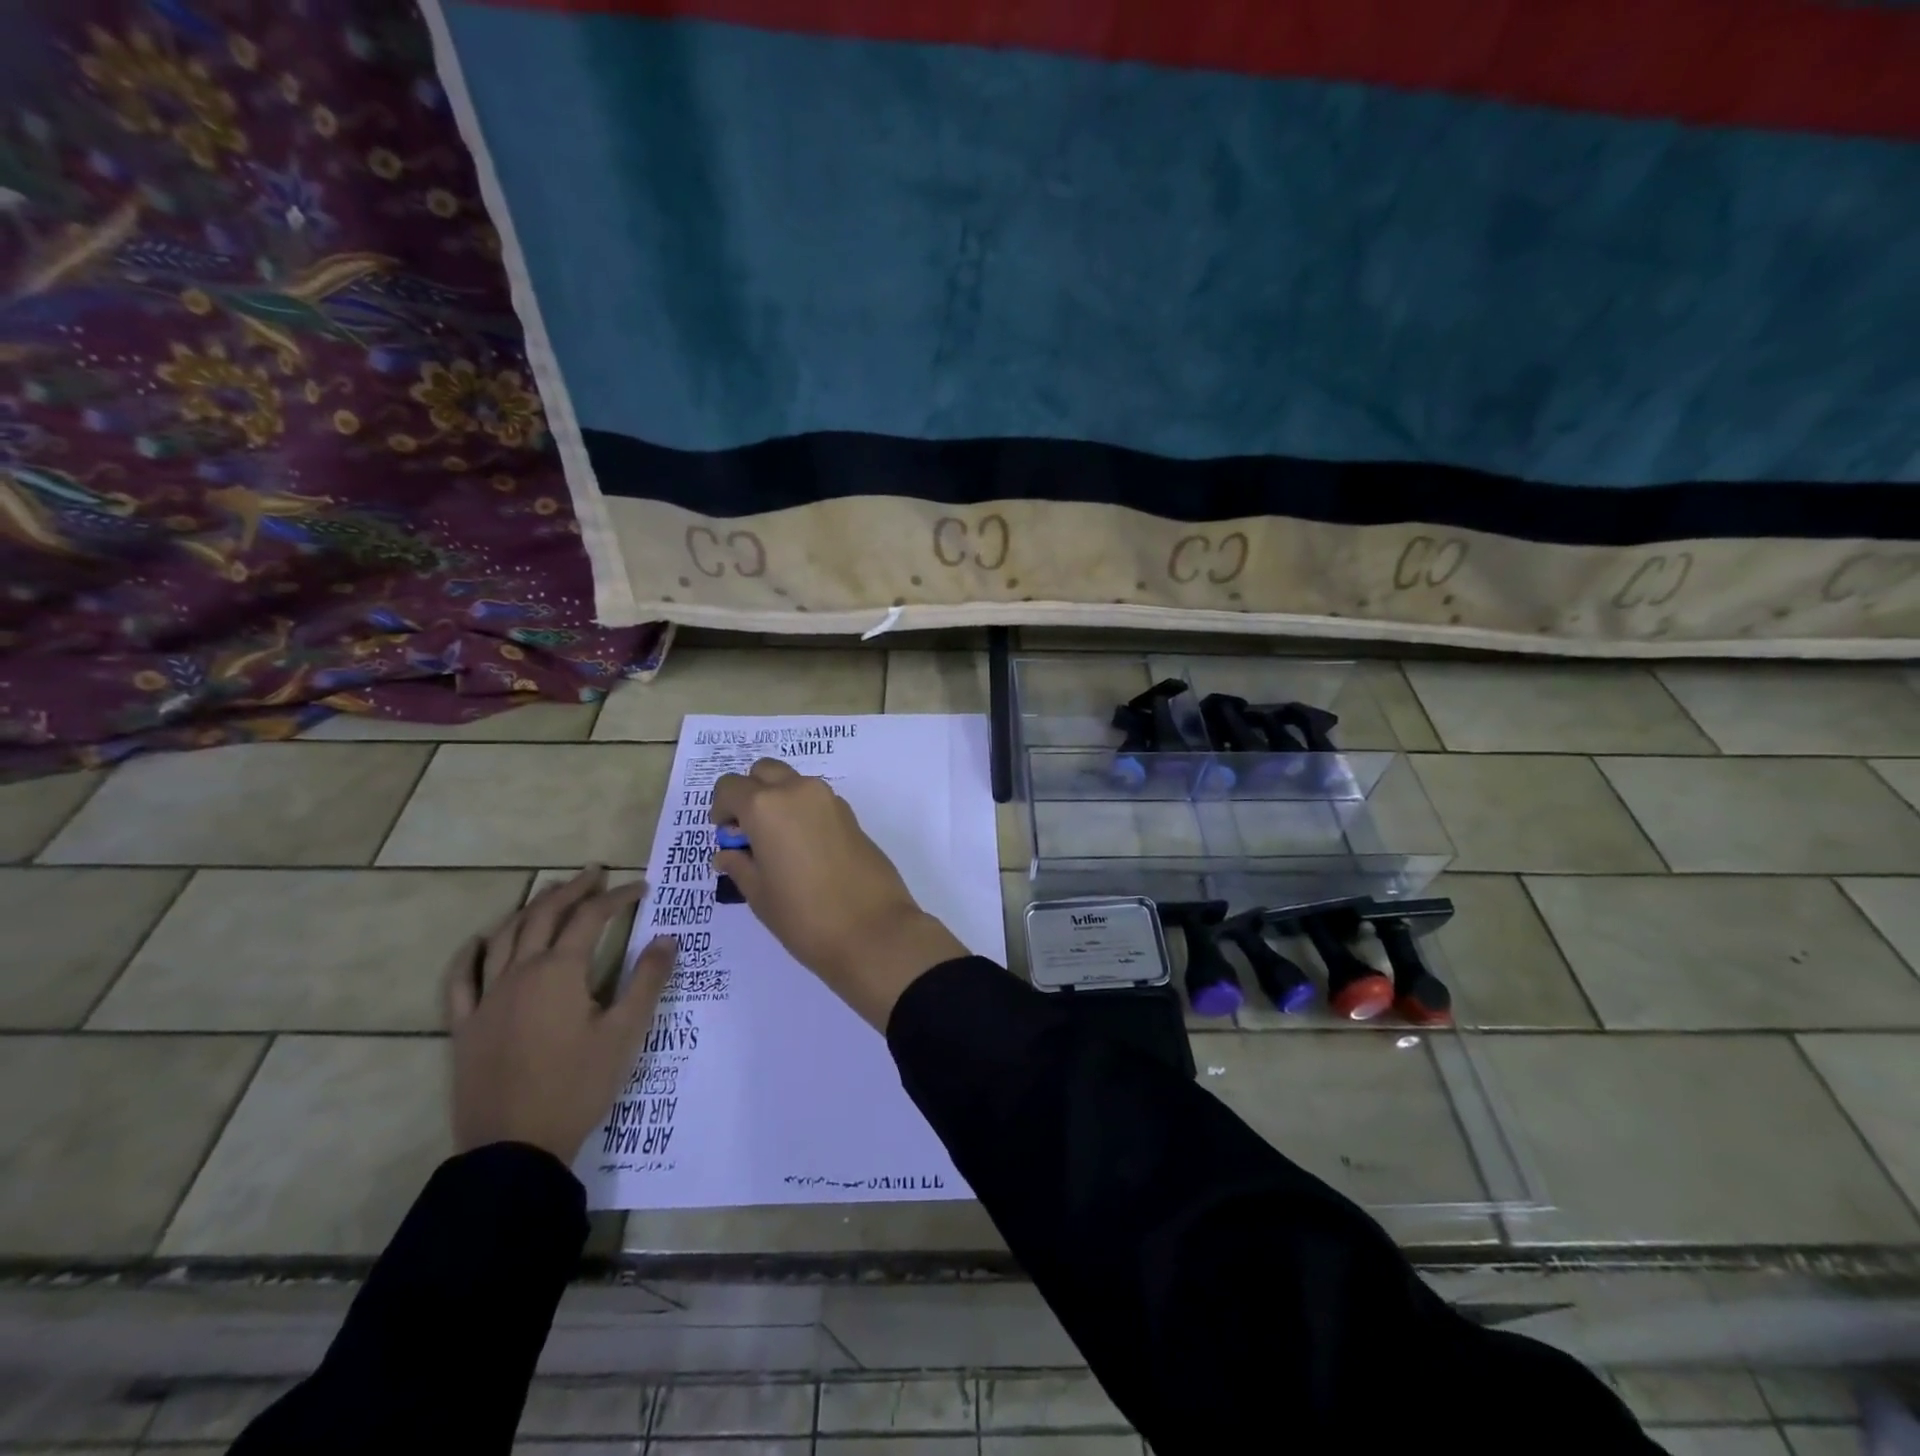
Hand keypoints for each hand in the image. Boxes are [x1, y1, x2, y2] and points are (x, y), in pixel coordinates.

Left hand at [444, 867, 674, 1162]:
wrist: (515, 1148)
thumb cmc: (577, 1086)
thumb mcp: (625, 1033)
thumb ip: (647, 981)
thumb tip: (668, 938)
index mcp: (560, 972)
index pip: (591, 918)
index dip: (618, 897)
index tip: (641, 888)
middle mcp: (520, 973)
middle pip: (544, 916)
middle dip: (572, 890)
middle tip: (595, 874)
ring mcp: (487, 998)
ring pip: (504, 937)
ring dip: (529, 909)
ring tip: (550, 895)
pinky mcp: (465, 1026)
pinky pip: (460, 980)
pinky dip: (470, 954)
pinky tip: (480, 941)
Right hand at [710, 759, 965, 1028]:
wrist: (873, 930)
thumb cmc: (804, 916)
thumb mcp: (759, 894)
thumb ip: (739, 865)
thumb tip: (728, 853)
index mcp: (766, 806)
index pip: (730, 786)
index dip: (721, 808)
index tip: (725, 836)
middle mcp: (798, 791)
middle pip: (765, 772)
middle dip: (751, 793)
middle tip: (748, 833)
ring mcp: (830, 800)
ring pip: (794, 783)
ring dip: (779, 800)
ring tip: (777, 845)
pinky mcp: (852, 815)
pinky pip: (816, 800)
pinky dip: (803, 812)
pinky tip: (804, 851)